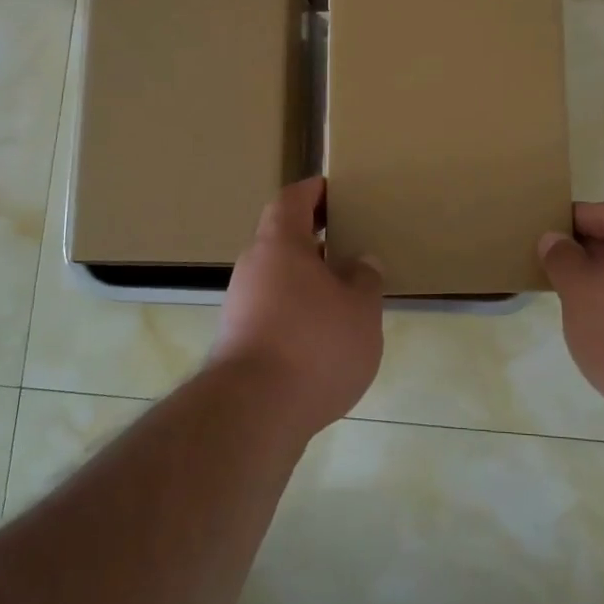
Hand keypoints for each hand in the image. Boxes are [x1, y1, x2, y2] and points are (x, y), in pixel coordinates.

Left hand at [215, 177, 384, 436]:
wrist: (252, 413)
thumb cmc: (314, 344)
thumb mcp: (360, 309)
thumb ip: (365, 280)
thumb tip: (362, 262)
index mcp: (280, 244)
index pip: (292, 200)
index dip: (313, 191)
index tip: (335, 190)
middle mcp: (253, 267)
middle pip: (282, 239)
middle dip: (315, 240)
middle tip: (350, 244)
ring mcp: (240, 305)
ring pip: (278, 278)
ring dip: (307, 280)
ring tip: (344, 294)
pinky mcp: (238, 342)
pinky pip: (272, 311)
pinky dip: (297, 312)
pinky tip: (324, 335)